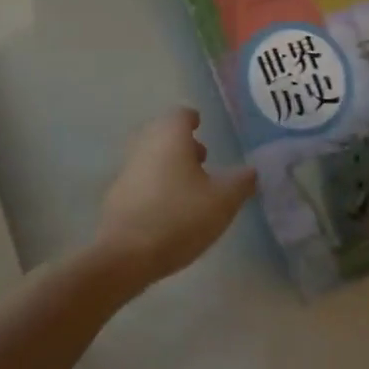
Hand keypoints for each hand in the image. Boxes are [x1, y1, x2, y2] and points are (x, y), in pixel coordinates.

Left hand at [91, 108, 257, 289]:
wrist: (125, 253)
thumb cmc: (179, 217)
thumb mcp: (223, 201)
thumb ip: (241, 181)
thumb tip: (251, 170)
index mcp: (169, 136)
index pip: (180, 114)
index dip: (193, 119)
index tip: (202, 126)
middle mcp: (143, 144)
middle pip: (162, 133)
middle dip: (182, 142)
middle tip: (202, 158)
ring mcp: (126, 169)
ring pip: (151, 156)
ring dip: (169, 164)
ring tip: (191, 187)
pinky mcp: (116, 194)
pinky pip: (141, 179)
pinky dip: (156, 184)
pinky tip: (169, 208)